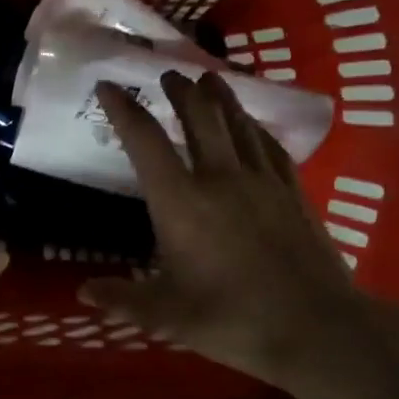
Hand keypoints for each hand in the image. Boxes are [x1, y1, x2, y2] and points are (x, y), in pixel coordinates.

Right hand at [80, 70, 374, 394]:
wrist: (314, 326)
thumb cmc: (230, 319)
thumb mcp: (164, 315)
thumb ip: (122, 299)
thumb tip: (84, 291)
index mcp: (180, 203)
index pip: (145, 143)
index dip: (124, 110)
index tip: (109, 87)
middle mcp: (220, 179)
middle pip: (199, 119)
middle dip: (180, 91)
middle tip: (168, 72)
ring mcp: (262, 182)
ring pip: (238, 124)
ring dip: (220, 97)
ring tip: (209, 78)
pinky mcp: (293, 193)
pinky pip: (270, 147)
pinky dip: (256, 128)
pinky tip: (253, 125)